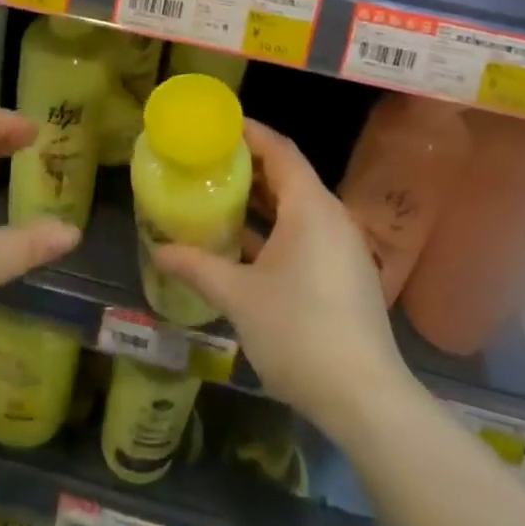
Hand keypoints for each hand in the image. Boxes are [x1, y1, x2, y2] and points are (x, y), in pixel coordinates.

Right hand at [151, 120, 408, 438]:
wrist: (366, 400)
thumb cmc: (299, 333)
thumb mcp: (239, 297)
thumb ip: (197, 267)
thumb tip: (158, 250)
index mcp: (310, 207)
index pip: (279, 150)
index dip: (249, 132)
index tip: (216, 126)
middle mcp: (331, 217)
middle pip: (288, 175)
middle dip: (249, 166)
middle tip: (208, 161)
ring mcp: (342, 247)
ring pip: (297, 207)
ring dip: (261, 200)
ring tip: (220, 196)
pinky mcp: (345, 274)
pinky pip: (306, 233)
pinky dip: (276, 228)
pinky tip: (245, 246)